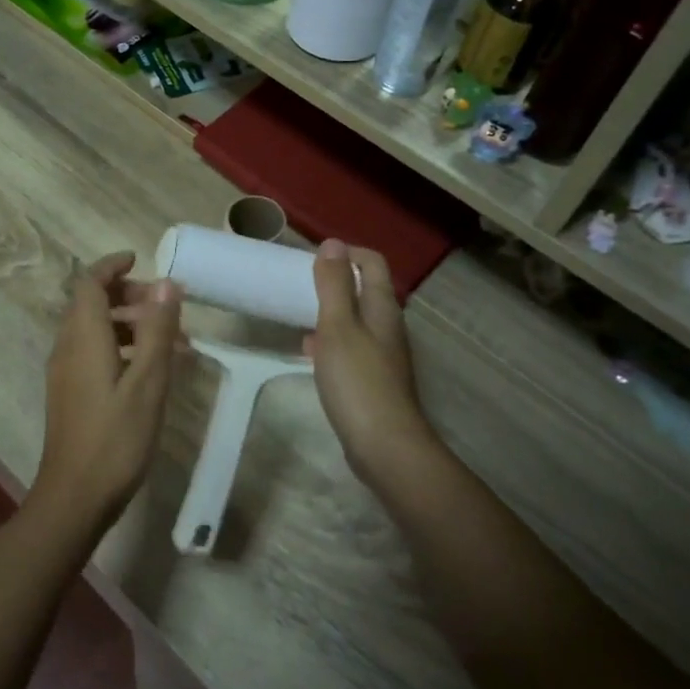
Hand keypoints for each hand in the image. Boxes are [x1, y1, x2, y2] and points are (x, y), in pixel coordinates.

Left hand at [31, 252, 182, 534]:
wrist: (74, 497)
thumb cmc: (115, 439)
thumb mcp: (148, 382)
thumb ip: (157, 330)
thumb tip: (166, 283)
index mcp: (83, 338)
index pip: (89, 283)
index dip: (112, 266)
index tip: (140, 260)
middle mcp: (67, 348)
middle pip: (91, 304)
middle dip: (128, 296)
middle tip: (167, 306)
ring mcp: (65, 373)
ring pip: (95, 330)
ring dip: (130, 325)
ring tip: (172, 342)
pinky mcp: (70, 394)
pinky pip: (94, 353)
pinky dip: (122, 348)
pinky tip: (152, 371)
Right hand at [308, 241, 441, 491]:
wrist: (384, 445)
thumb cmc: (358, 380)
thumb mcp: (338, 326)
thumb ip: (334, 285)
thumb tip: (332, 243)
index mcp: (383, 308)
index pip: (372, 263)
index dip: (346, 253)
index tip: (313, 258)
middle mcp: (389, 326)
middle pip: (366, 290)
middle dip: (336, 282)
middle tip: (301, 285)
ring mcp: (384, 355)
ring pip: (357, 320)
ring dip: (331, 312)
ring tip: (300, 315)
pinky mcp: (375, 380)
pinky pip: (352, 347)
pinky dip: (331, 341)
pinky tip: (311, 353)